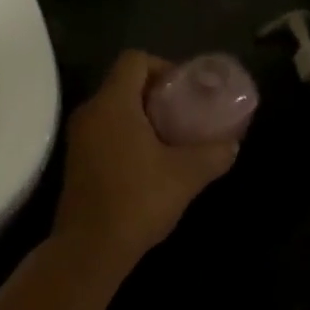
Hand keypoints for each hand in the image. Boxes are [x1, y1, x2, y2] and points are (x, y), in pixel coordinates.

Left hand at [53, 51, 239, 264]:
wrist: (90, 249)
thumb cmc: (138, 200)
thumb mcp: (187, 175)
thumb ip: (213, 154)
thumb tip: (232, 144)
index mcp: (113, 104)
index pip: (134, 60)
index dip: (163, 66)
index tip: (185, 91)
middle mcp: (90, 112)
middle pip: (124, 83)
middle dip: (157, 94)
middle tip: (185, 114)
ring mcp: (79, 138)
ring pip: (114, 109)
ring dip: (143, 116)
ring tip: (173, 139)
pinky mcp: (77, 161)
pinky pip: (105, 131)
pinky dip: (128, 135)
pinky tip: (151, 162)